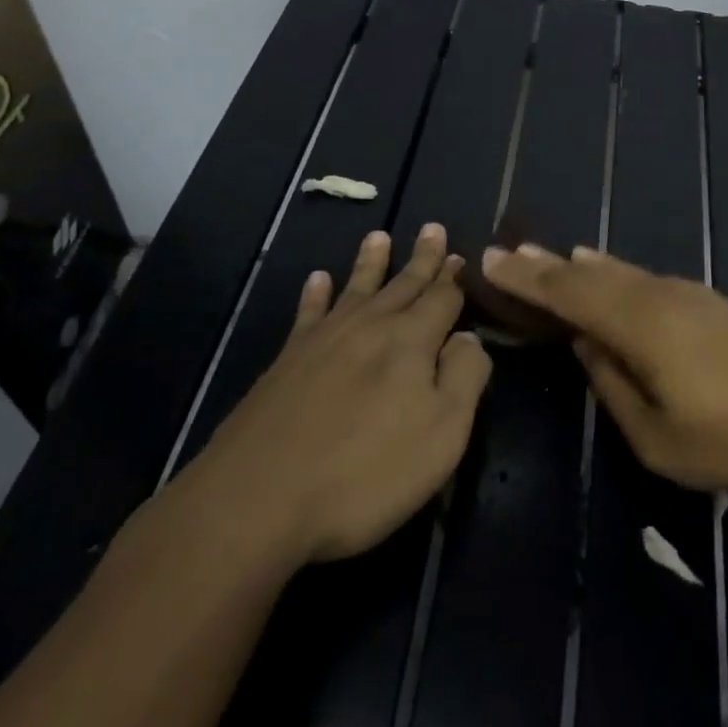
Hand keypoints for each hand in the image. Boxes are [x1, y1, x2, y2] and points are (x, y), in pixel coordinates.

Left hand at [177, 224, 491, 567]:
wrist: (259, 498)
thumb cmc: (366, 472)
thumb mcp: (442, 433)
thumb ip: (465, 377)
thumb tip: (468, 338)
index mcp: (411, 341)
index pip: (442, 299)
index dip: (454, 280)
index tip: (461, 257)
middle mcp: (370, 327)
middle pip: (403, 284)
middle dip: (422, 258)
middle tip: (432, 228)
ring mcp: (324, 340)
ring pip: (357, 289)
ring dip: (371, 262)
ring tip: (378, 236)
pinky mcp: (288, 361)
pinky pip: (308, 313)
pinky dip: (316, 294)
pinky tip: (318, 279)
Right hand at [480, 244, 727, 491]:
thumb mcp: (657, 438)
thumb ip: (612, 387)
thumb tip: (586, 345)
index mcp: (639, 326)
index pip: (569, 295)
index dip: (528, 279)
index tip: (491, 261)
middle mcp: (656, 296)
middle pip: (589, 275)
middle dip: (545, 265)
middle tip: (507, 251)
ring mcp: (684, 293)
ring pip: (618, 271)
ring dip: (578, 265)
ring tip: (549, 257)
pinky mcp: (704, 299)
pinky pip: (641, 276)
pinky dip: (611, 271)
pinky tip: (604, 270)